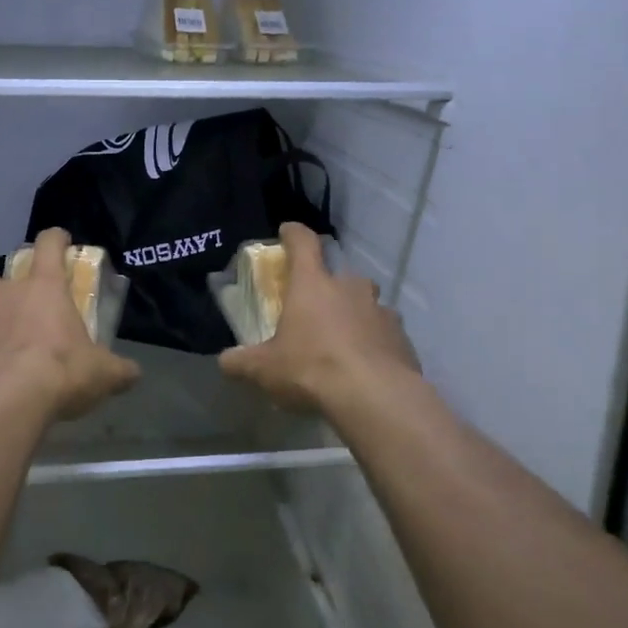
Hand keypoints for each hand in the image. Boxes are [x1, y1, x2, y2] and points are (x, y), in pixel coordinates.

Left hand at [0, 228, 140, 421]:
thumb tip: (133, 373)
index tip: (62, 241)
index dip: (56, 239)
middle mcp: (7, 293)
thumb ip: (119, 370)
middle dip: (9, 286)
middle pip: (0, 274)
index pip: (49, 245)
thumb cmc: (60, 371)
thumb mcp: (103, 373)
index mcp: (45, 287)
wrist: (5, 401)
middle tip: (22, 306)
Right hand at [218, 222, 420, 417]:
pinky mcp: (402, 338)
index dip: (293, 234)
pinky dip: (375, 343)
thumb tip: (225, 361)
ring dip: (354, 316)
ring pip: (366, 304)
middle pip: (340, 276)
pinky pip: (385, 333)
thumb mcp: (264, 369)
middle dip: (328, 288)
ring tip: (343, 343)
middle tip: (316, 310)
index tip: (287, 231)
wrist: (374, 397)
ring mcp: (381, 311)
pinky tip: (366, 366)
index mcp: (313, 285)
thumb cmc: (311, 369)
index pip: (303, 243)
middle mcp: (350, 288)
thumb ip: (240, 362)